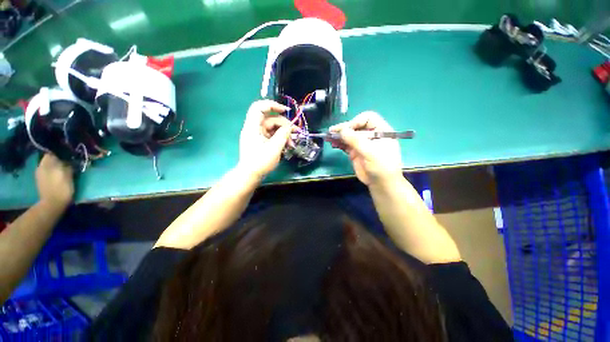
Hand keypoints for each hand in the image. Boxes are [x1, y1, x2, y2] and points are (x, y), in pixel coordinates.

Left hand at [36, 154, 73, 207]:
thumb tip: (69, 160)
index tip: (70, 154)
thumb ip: (67, 165)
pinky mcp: (40, 180)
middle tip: (68, 161)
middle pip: (50, 158)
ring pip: (48, 165)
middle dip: (58, 159)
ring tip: (64, 168)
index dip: (62, 152)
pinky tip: (58, 175)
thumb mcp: (68, 175)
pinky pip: (47, 171)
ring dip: (55, 165)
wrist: (52, 204)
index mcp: (47, 163)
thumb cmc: (62, 189)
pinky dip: (52, 171)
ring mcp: (39, 174)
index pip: (53, 152)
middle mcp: (41, 166)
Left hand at [238, 100, 293, 178]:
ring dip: (284, 133)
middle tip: (296, 132)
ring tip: (292, 143)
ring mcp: (257, 135)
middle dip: (284, 124)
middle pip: (270, 119)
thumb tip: (289, 127)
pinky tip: (287, 145)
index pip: (259, 107)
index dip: (272, 105)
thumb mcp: (274, 148)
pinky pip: (272, 135)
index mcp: (253, 127)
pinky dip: (280, 138)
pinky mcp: (261, 141)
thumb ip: (283, 135)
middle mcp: (254, 128)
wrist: (250, 175)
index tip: (285, 111)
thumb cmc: (260, 162)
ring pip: (273, 128)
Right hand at [329, 111, 402, 185]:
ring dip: (339, 135)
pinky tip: (332, 143)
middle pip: (356, 126)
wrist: (381, 184)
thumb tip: (342, 130)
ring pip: (349, 135)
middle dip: (344, 128)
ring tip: (328, 137)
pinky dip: (338, 143)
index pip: (368, 118)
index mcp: (381, 130)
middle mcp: (370, 135)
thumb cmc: (381, 166)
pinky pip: (345, 144)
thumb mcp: (371, 152)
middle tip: (332, 131)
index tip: (346, 130)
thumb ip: (356, 140)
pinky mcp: (355, 152)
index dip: (356, 122)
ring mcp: (362, 143)